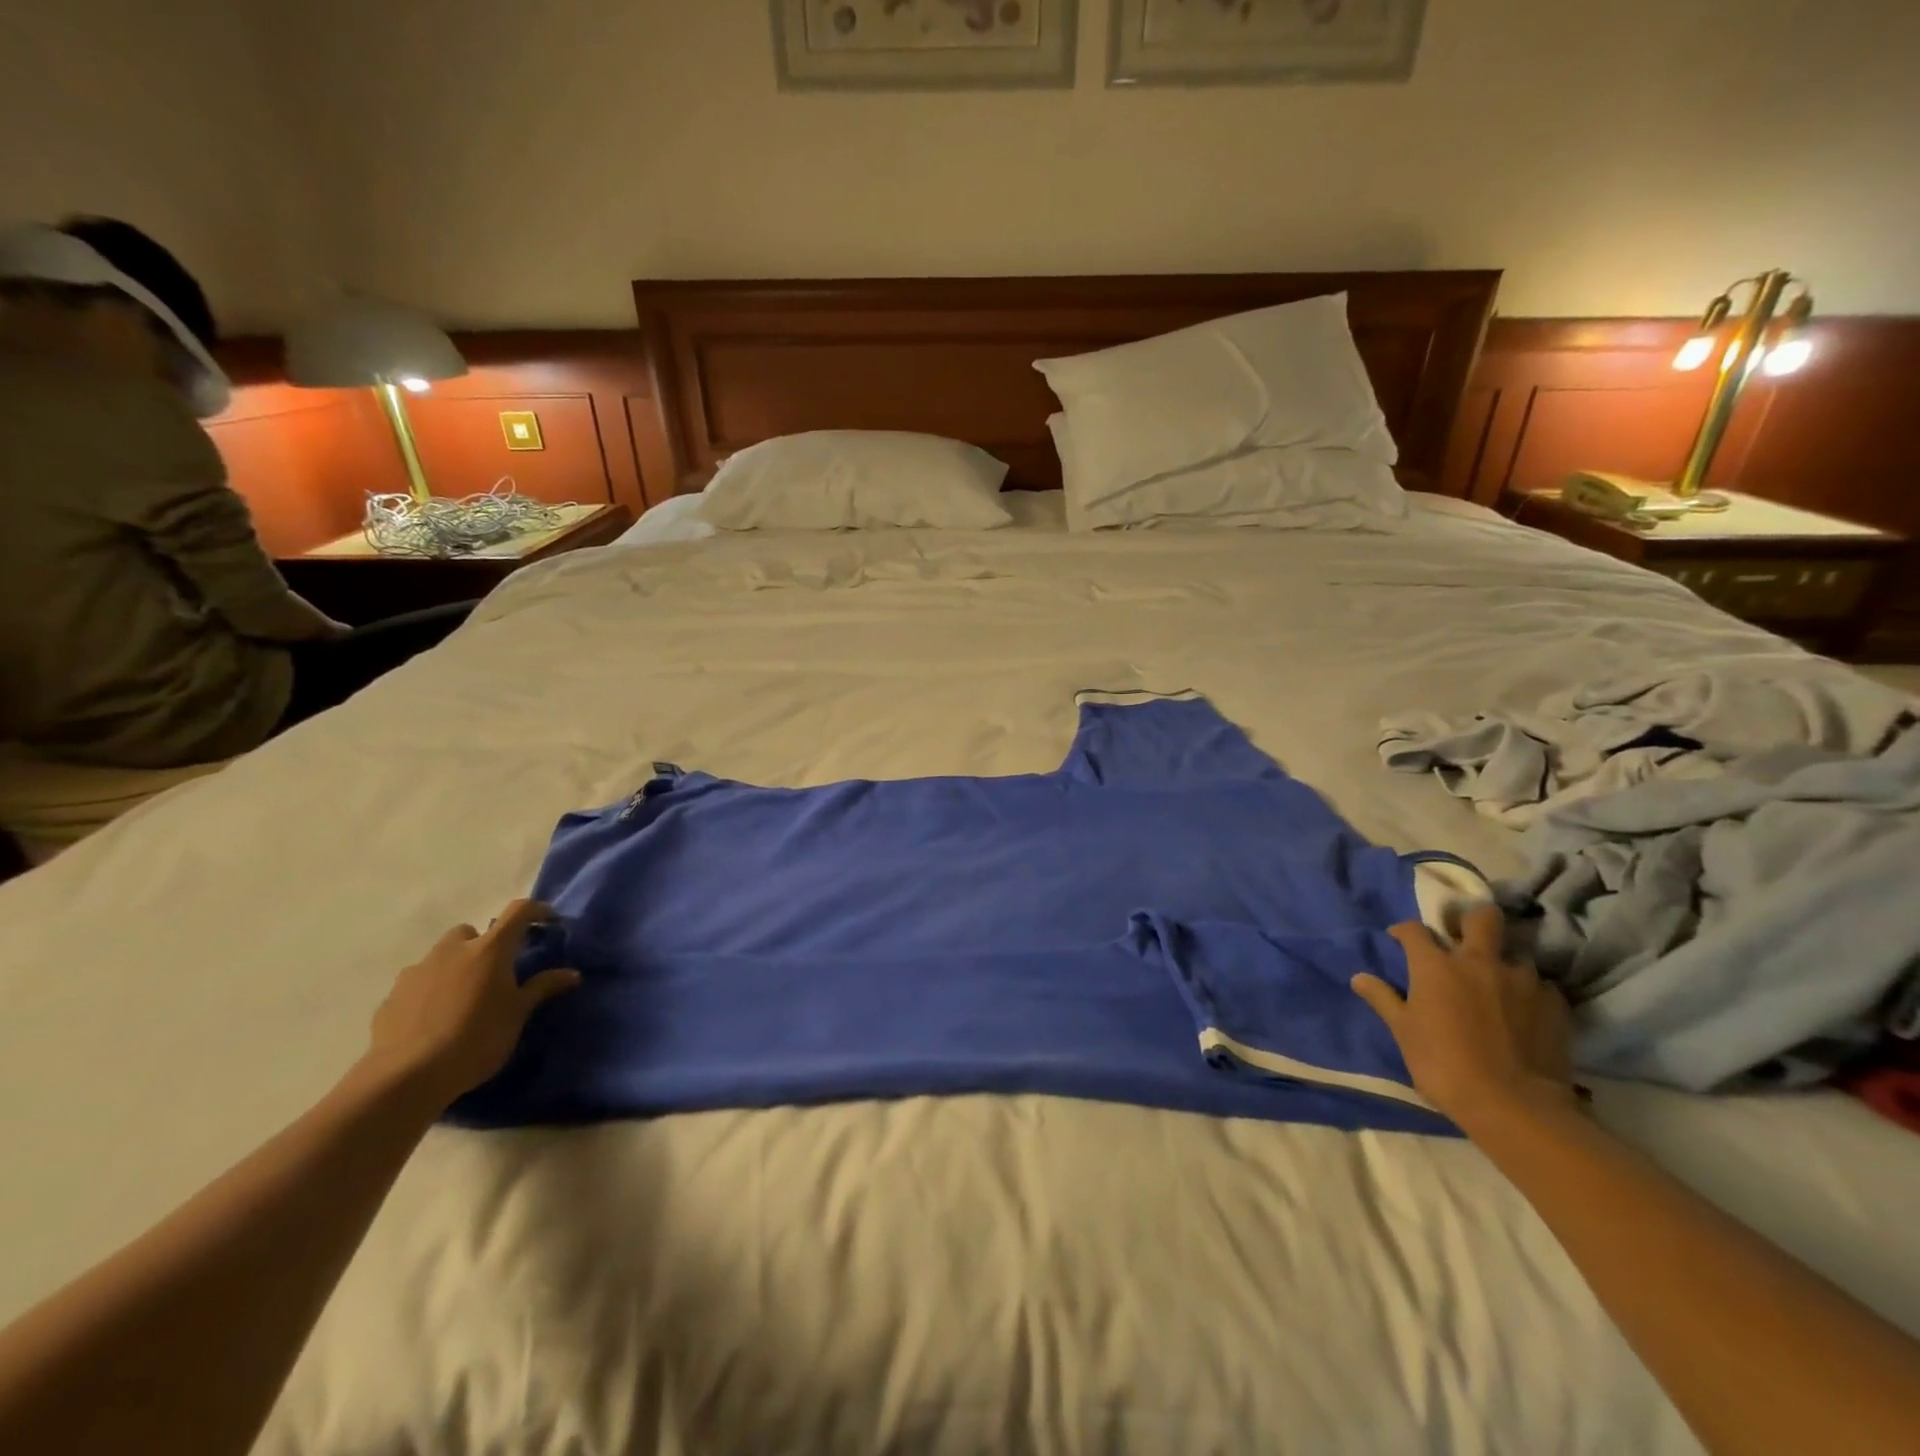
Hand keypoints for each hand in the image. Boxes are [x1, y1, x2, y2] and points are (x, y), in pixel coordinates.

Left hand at [362, 899, 579, 1109]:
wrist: (407, 1076)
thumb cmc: (477, 1038)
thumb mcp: (518, 1014)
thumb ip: (542, 988)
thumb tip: (572, 974)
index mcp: (490, 949)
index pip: (518, 912)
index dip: (536, 911)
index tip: (548, 922)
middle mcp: (452, 950)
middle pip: (470, 932)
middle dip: (484, 944)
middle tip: (496, 972)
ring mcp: (418, 971)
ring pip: (441, 956)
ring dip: (455, 966)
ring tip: (462, 998)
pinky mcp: (392, 995)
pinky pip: (418, 982)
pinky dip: (430, 990)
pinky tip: (434, 1019)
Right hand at [1350, 903, 1576, 1127]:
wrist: (1513, 1105)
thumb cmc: (1444, 1065)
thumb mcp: (1403, 1032)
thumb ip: (1383, 999)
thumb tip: (1358, 977)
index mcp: (1436, 966)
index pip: (1414, 930)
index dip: (1404, 931)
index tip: (1399, 939)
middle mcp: (1479, 961)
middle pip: (1482, 918)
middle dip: (1472, 921)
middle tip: (1465, 940)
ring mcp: (1522, 980)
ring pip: (1516, 955)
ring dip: (1505, 965)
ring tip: (1501, 986)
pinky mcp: (1555, 1004)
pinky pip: (1543, 987)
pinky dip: (1532, 994)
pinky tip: (1527, 1012)